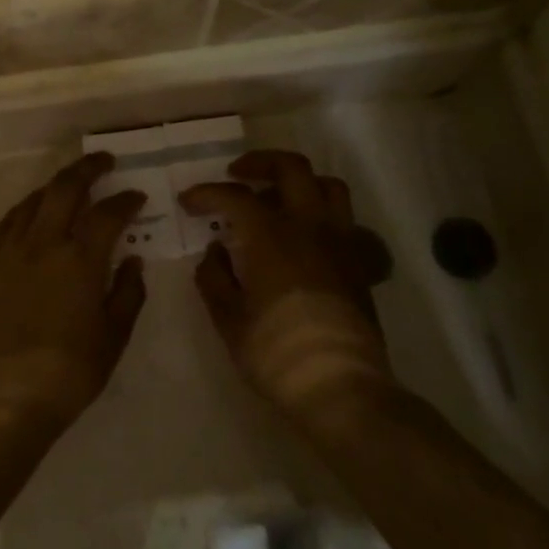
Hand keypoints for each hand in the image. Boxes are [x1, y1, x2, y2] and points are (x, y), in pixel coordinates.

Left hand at [0, 154, 147, 427]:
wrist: (6, 394)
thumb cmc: (70, 370)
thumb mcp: (114, 334)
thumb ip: (128, 292)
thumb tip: (133, 261)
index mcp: (81, 258)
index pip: (108, 214)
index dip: (126, 201)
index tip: (137, 198)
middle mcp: (45, 243)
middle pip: (66, 188)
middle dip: (88, 168)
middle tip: (104, 161)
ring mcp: (13, 251)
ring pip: (35, 200)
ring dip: (56, 185)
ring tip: (71, 183)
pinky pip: (9, 221)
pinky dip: (26, 207)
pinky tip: (33, 211)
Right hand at [180, 150, 394, 420]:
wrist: (339, 386)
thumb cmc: (275, 352)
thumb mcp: (228, 318)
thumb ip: (215, 277)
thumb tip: (215, 252)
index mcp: (271, 235)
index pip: (233, 196)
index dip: (206, 193)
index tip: (188, 202)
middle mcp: (309, 226)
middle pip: (291, 168)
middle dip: (260, 162)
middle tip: (238, 175)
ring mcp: (340, 242)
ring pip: (329, 187)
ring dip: (301, 183)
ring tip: (278, 199)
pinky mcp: (360, 264)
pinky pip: (347, 223)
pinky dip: (326, 218)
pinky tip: (309, 239)